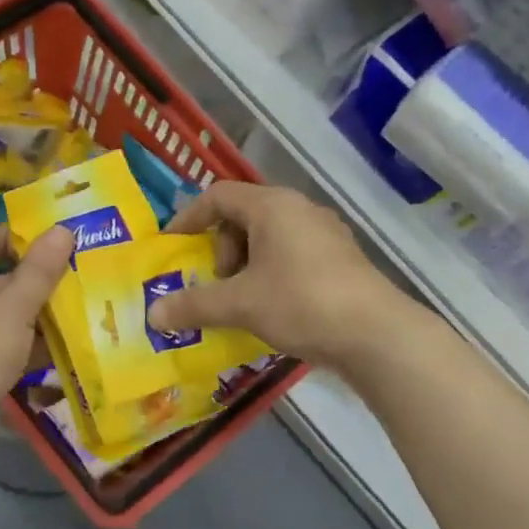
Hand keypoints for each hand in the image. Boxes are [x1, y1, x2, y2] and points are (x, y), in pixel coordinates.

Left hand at [0, 225, 73, 442]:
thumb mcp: (16, 305)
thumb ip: (41, 269)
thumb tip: (63, 229)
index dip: (11, 236)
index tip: (48, 248)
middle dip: (36, 279)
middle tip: (75, 280)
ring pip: (5, 312)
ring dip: (37, 314)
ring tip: (78, 314)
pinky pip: (5, 343)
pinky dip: (29, 345)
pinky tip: (61, 351)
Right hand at [145, 183, 403, 371]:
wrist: (375, 333)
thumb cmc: (301, 303)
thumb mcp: (240, 304)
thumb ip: (194, 305)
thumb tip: (153, 314)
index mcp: (273, 206)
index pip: (218, 195)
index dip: (189, 217)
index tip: (173, 246)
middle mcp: (300, 209)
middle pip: (244, 216)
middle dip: (222, 250)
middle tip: (219, 284)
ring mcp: (325, 233)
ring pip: (270, 239)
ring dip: (246, 266)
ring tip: (244, 302)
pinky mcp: (340, 259)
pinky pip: (292, 256)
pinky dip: (271, 275)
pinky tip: (274, 309)